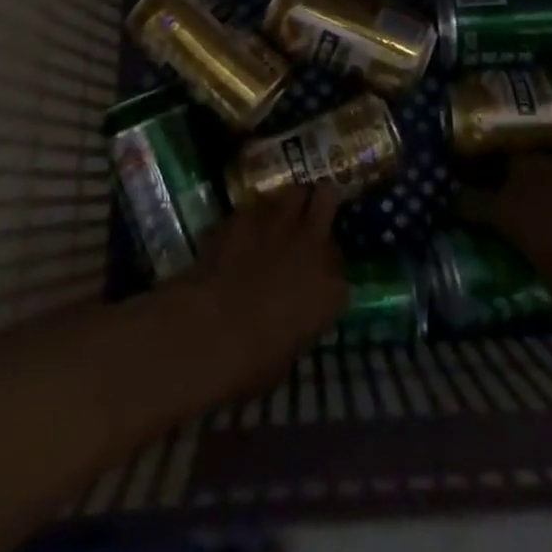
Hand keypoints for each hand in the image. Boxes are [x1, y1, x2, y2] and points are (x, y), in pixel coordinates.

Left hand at [176, 187, 348, 395]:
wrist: (211, 329)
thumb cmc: (254, 360)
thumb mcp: (290, 350)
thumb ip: (301, 320)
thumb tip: (293, 313)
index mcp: (330, 288)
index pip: (340, 263)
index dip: (328, 264)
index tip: (318, 273)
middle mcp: (311, 244)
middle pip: (327, 198)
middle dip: (321, 201)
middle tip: (310, 213)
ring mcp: (278, 224)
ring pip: (293, 191)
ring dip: (288, 202)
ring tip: (278, 216)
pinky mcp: (244, 216)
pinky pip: (255, 206)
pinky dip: (252, 216)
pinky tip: (242, 229)